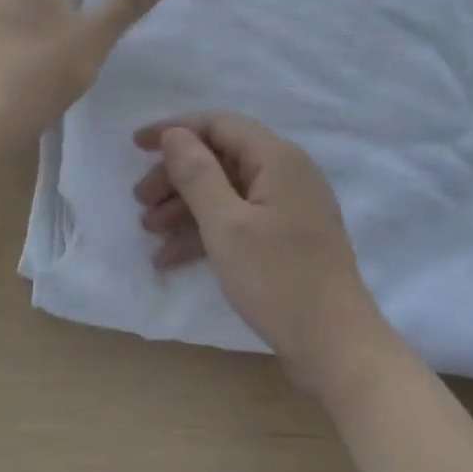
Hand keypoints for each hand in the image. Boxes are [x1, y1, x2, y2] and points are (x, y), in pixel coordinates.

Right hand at [132, 112, 392, 399]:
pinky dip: (206, 232)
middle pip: (220, 158)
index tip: (136, 145)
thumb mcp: (226, 225)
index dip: (175, 130)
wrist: (336, 346)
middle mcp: (286, 173)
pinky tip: (170, 256)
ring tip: (148, 229)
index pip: (219, 124)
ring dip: (185, 207)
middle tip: (140, 199)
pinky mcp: (285, 239)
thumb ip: (197, 173)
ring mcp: (287, 208)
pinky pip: (238, 221)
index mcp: (277, 158)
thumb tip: (176, 134)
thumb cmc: (278, 279)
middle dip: (176, 176)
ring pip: (226, 192)